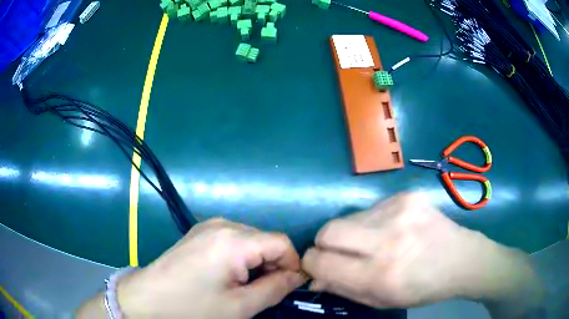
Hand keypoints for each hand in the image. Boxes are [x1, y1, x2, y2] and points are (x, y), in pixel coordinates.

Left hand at [88, 219, 305, 318]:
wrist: (146, 299)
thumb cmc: (193, 308)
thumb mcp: (240, 307)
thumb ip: (276, 289)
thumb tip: (299, 276)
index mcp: (233, 240)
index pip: (281, 242)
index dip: (292, 264)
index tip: (287, 287)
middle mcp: (222, 224)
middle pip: (265, 240)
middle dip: (273, 265)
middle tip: (264, 291)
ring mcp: (208, 226)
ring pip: (250, 240)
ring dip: (256, 262)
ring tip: (244, 286)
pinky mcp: (198, 233)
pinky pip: (232, 240)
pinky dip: (240, 258)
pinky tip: (227, 276)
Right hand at [302, 193, 542, 314]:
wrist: (461, 259)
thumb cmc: (422, 288)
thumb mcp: (381, 300)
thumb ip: (343, 287)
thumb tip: (314, 274)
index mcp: (379, 275)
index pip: (320, 261)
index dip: (312, 263)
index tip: (319, 265)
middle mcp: (387, 240)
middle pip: (328, 231)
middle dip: (324, 244)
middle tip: (340, 253)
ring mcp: (398, 212)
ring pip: (347, 217)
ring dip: (351, 233)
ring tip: (373, 242)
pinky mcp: (406, 196)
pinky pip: (370, 208)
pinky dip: (372, 222)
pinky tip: (392, 229)